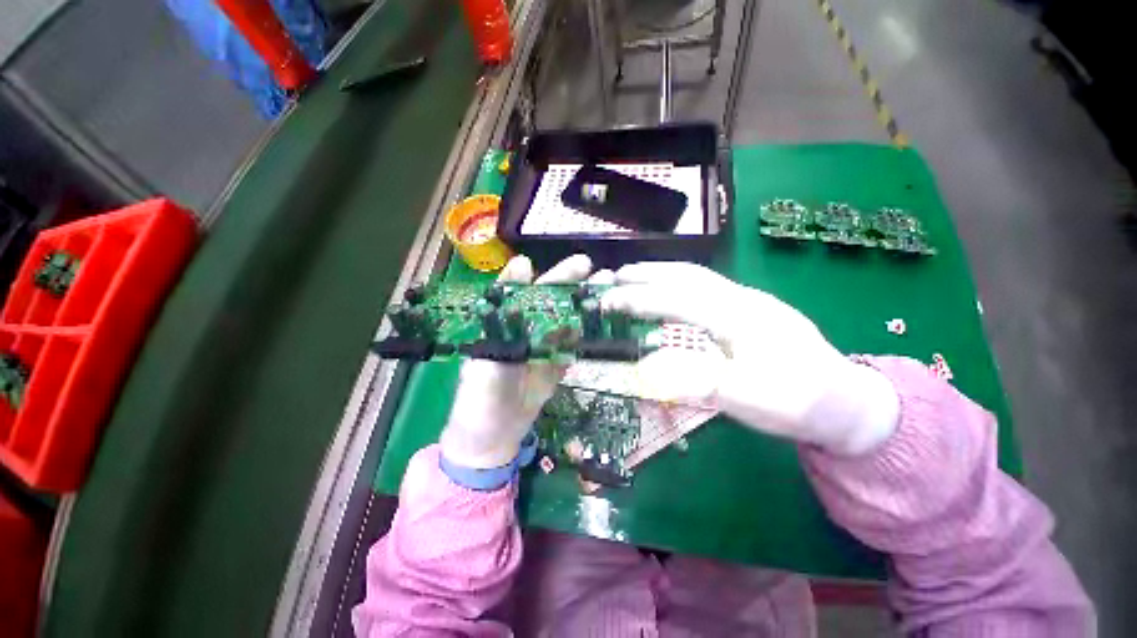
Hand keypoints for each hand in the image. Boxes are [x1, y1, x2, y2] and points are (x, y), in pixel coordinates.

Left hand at [440, 254, 608, 468]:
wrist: (494, 438)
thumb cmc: (481, 399)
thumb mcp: (487, 363)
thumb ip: (504, 328)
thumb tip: (514, 290)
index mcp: (504, 325)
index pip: (523, 291)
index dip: (546, 276)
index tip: (574, 265)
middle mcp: (524, 329)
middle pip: (549, 302)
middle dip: (571, 285)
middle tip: (596, 270)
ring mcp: (543, 346)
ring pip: (566, 319)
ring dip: (585, 306)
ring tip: (608, 291)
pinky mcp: (556, 364)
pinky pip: (573, 345)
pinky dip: (589, 334)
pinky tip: (605, 322)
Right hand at [601, 262, 899, 454]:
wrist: (849, 402)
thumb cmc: (802, 403)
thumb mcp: (755, 402)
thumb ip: (704, 382)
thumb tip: (652, 368)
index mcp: (741, 317)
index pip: (679, 298)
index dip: (639, 298)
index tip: (608, 301)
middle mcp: (742, 299)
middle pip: (687, 275)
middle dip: (646, 273)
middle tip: (613, 277)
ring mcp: (747, 301)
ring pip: (696, 276)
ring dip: (660, 273)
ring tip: (631, 278)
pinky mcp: (748, 309)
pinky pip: (704, 287)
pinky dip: (675, 284)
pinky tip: (666, 294)